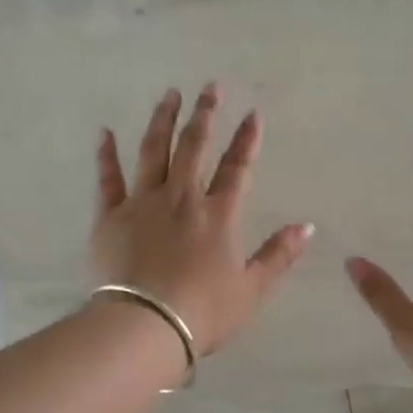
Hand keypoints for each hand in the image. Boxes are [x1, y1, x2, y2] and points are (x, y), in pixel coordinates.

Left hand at [92, 84, 312, 355]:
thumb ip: (279, 255)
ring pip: (153, 151)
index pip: (237, 167)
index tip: (253, 113)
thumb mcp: (252, 289)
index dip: (247, 139)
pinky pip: (108, 179)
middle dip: (205, 114)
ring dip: (162, 120)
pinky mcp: (110, 216)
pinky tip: (105, 133)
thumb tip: (307, 227)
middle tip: (210, 87)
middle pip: (194, 146)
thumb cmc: (204, 312)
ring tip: (169, 95)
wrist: (146, 325)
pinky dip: (106, 155)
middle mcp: (182, 198)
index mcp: (218, 214)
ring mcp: (143, 203)